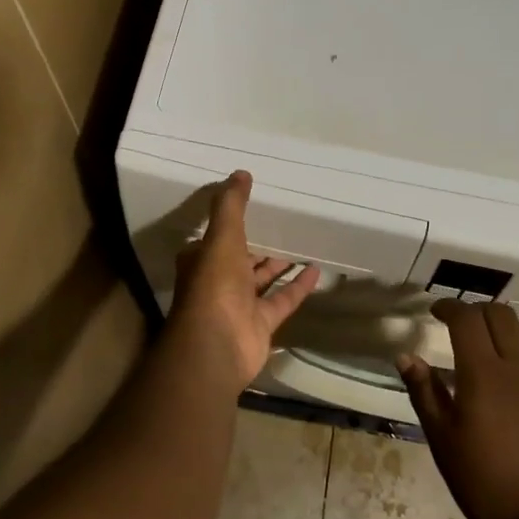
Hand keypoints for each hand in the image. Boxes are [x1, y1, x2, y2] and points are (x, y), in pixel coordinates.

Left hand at [170, 172, 319, 389]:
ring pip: (262, 279)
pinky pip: (283, 299)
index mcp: (202, 260)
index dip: (229, 224)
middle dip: (258, 244)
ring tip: (303, 242)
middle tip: (283, 223)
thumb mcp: (222, 236)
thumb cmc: (214, 284)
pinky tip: (317, 269)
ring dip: (279, 264)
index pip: (214, 238)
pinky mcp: (261, 323)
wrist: (217, 345)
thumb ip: (231, 205)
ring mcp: (240, 304)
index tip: (251, 207)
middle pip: (241, 259)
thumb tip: (241, 173)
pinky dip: (298, 286)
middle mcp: (219, 281)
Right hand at [397, 300, 518, 518]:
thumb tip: (406, 356)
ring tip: (495, 346)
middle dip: (477, 312)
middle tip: (461, 326)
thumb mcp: (444, 443)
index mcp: (483, 372)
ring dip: (509, 329)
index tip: (435, 311)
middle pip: (501, 315)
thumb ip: (425, 394)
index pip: (466, 318)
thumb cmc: (489, 485)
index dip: (449, 307)